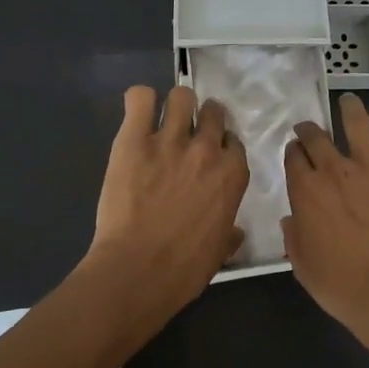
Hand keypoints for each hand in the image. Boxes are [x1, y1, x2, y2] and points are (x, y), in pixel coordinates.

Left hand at [86, 85, 249, 325]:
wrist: (138, 270)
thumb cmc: (184, 269)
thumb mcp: (220, 252)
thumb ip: (230, 234)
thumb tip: (235, 233)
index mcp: (233, 175)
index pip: (234, 142)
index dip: (221, 147)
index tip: (210, 157)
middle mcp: (207, 150)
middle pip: (213, 112)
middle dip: (203, 119)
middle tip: (187, 135)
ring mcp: (170, 140)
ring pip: (182, 97)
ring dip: (175, 106)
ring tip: (162, 121)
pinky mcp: (133, 139)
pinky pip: (140, 98)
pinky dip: (140, 101)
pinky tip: (138, 115)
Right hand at [282, 91, 368, 362]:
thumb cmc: (343, 286)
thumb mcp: (303, 266)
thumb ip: (294, 237)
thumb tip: (291, 218)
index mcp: (305, 191)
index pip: (293, 158)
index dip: (293, 153)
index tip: (295, 153)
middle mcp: (333, 169)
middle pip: (316, 136)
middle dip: (309, 129)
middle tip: (310, 128)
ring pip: (356, 123)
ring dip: (349, 108)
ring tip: (348, 100)